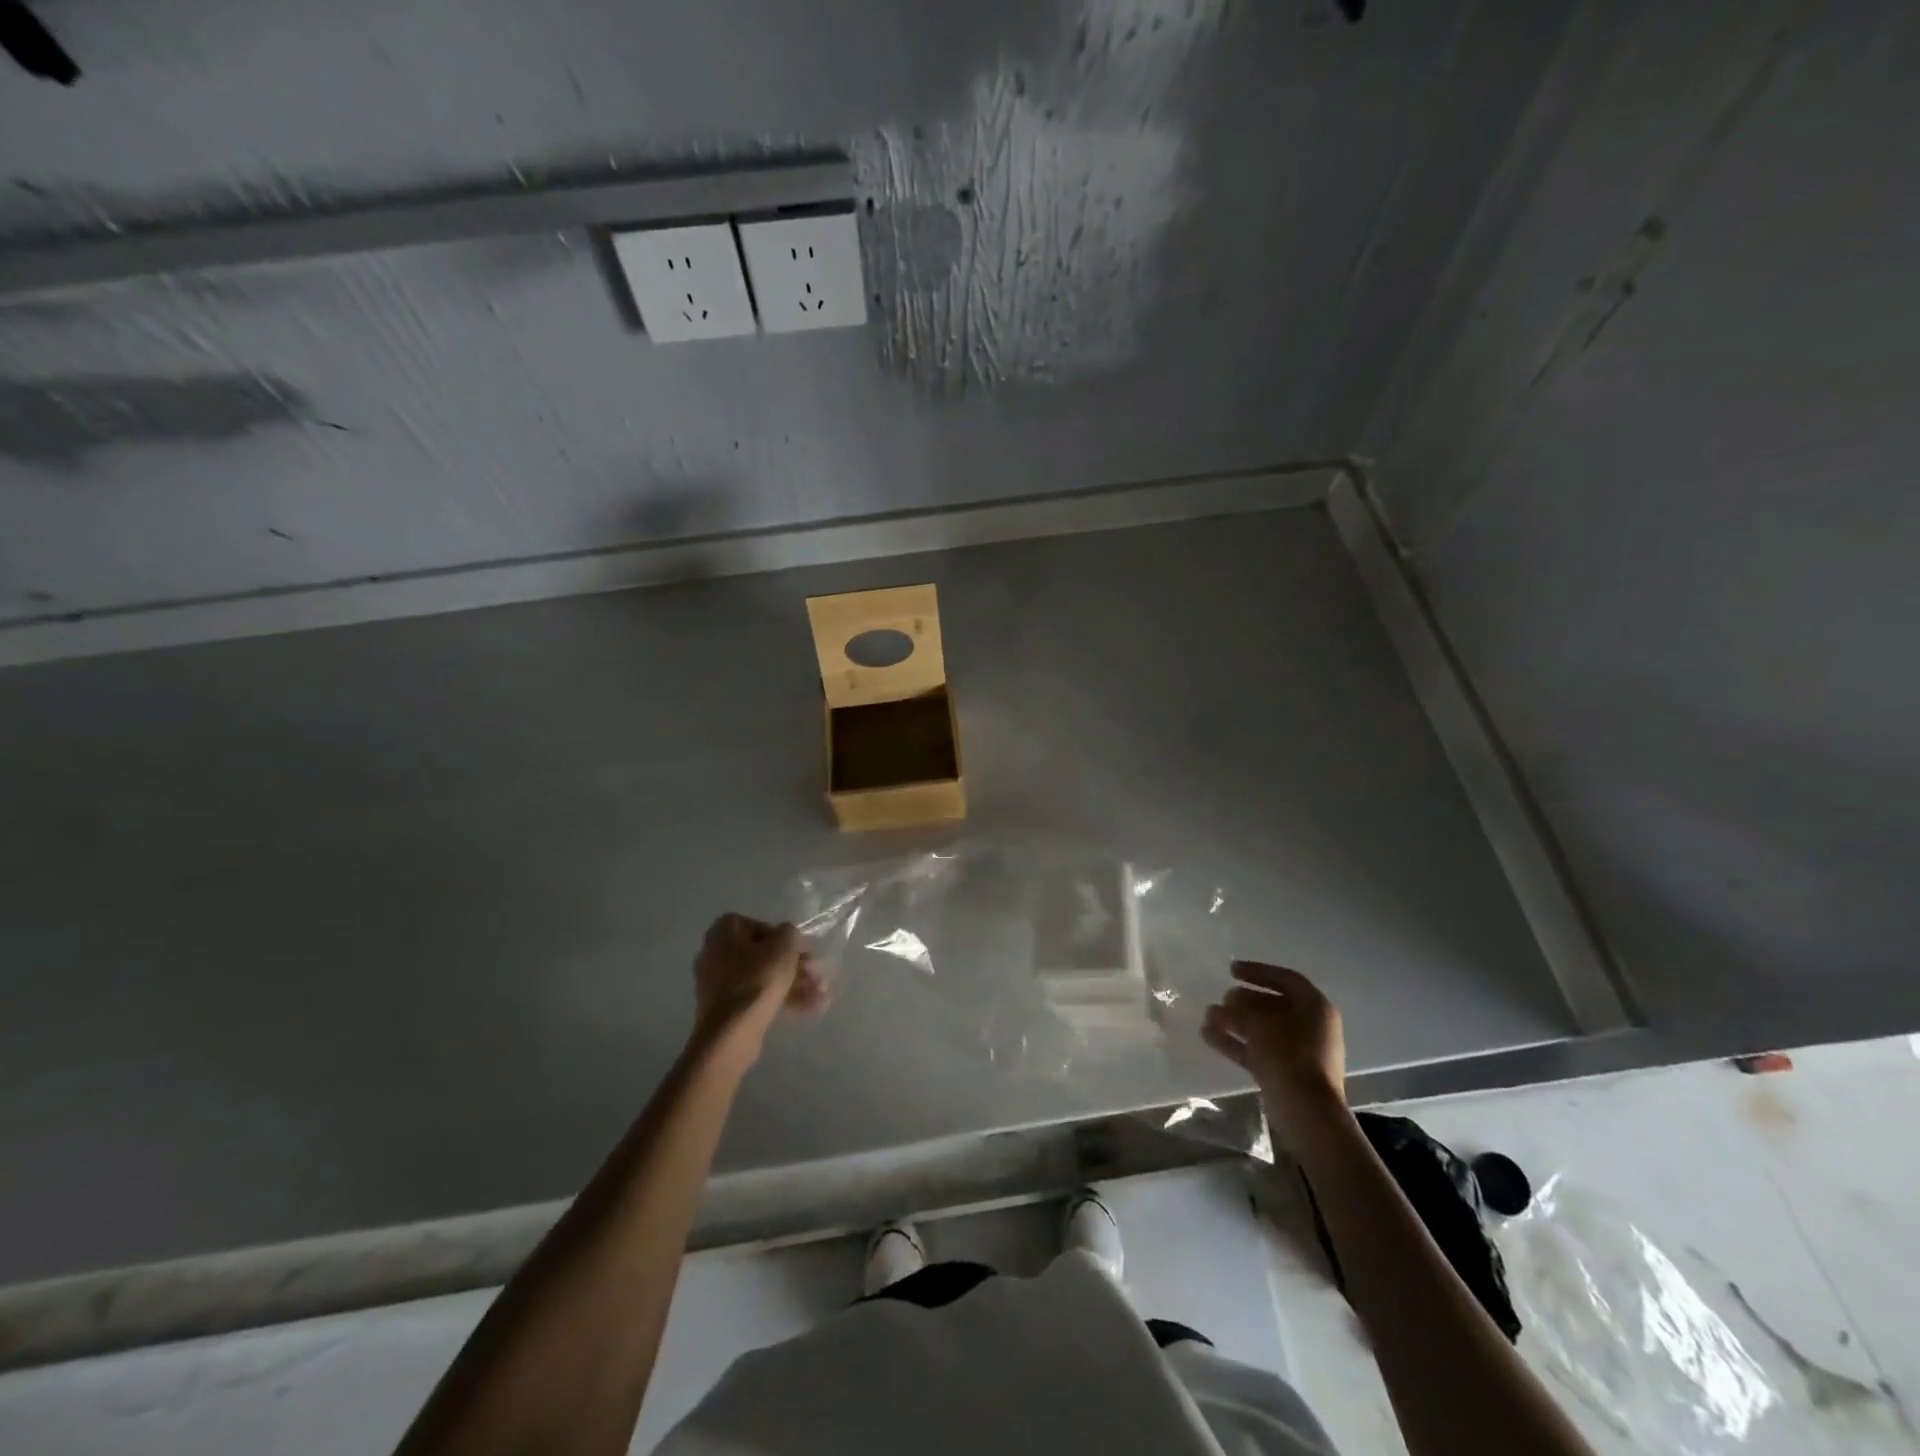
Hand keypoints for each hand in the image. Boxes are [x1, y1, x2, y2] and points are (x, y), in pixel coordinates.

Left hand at [691, 914, 824, 1061]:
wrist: (731, 1034)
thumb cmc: (757, 980)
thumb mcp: (784, 946)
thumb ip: (790, 933)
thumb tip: (788, 937)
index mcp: (723, 931)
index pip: (760, 926)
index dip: (785, 938)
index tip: (802, 951)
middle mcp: (715, 953)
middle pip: (763, 954)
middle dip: (794, 965)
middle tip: (816, 974)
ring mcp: (717, 984)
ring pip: (763, 978)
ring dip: (794, 984)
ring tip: (820, 994)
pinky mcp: (724, 1010)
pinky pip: (757, 997)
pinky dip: (781, 1000)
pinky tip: (809, 1008)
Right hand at [1202, 961, 1347, 1148]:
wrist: (1306, 1111)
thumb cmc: (1287, 1054)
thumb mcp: (1259, 1022)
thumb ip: (1241, 1007)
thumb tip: (1229, 1002)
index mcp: (1314, 1007)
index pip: (1286, 979)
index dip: (1258, 971)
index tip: (1231, 970)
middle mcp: (1311, 1026)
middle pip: (1274, 1005)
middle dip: (1244, 1000)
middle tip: (1222, 998)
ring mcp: (1300, 1051)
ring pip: (1264, 1028)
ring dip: (1236, 1022)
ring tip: (1208, 1016)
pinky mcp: (1288, 1073)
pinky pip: (1260, 1050)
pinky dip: (1237, 1043)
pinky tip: (1209, 1036)